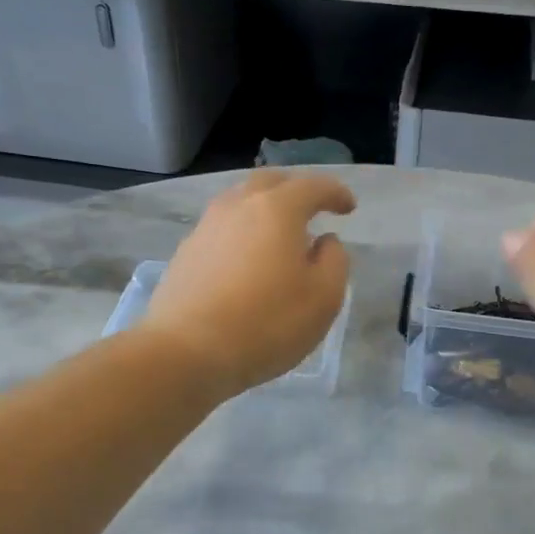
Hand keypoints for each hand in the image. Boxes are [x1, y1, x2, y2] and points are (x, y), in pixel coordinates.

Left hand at [145, 172, 356, 397]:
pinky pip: (223, 228)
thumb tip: (324, 241)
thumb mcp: (323, 298)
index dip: (335, 193)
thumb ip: (334, 261)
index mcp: (276, 209)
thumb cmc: (266, 323)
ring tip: (279, 235)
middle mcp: (238, 206)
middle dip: (295, 190)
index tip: (348, 207)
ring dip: (264, 209)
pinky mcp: (186, 252)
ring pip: (241, 202)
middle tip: (312, 209)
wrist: (186, 351)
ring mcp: (206, 227)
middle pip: (270, 182)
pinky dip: (242, 232)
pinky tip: (248, 258)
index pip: (312, 186)